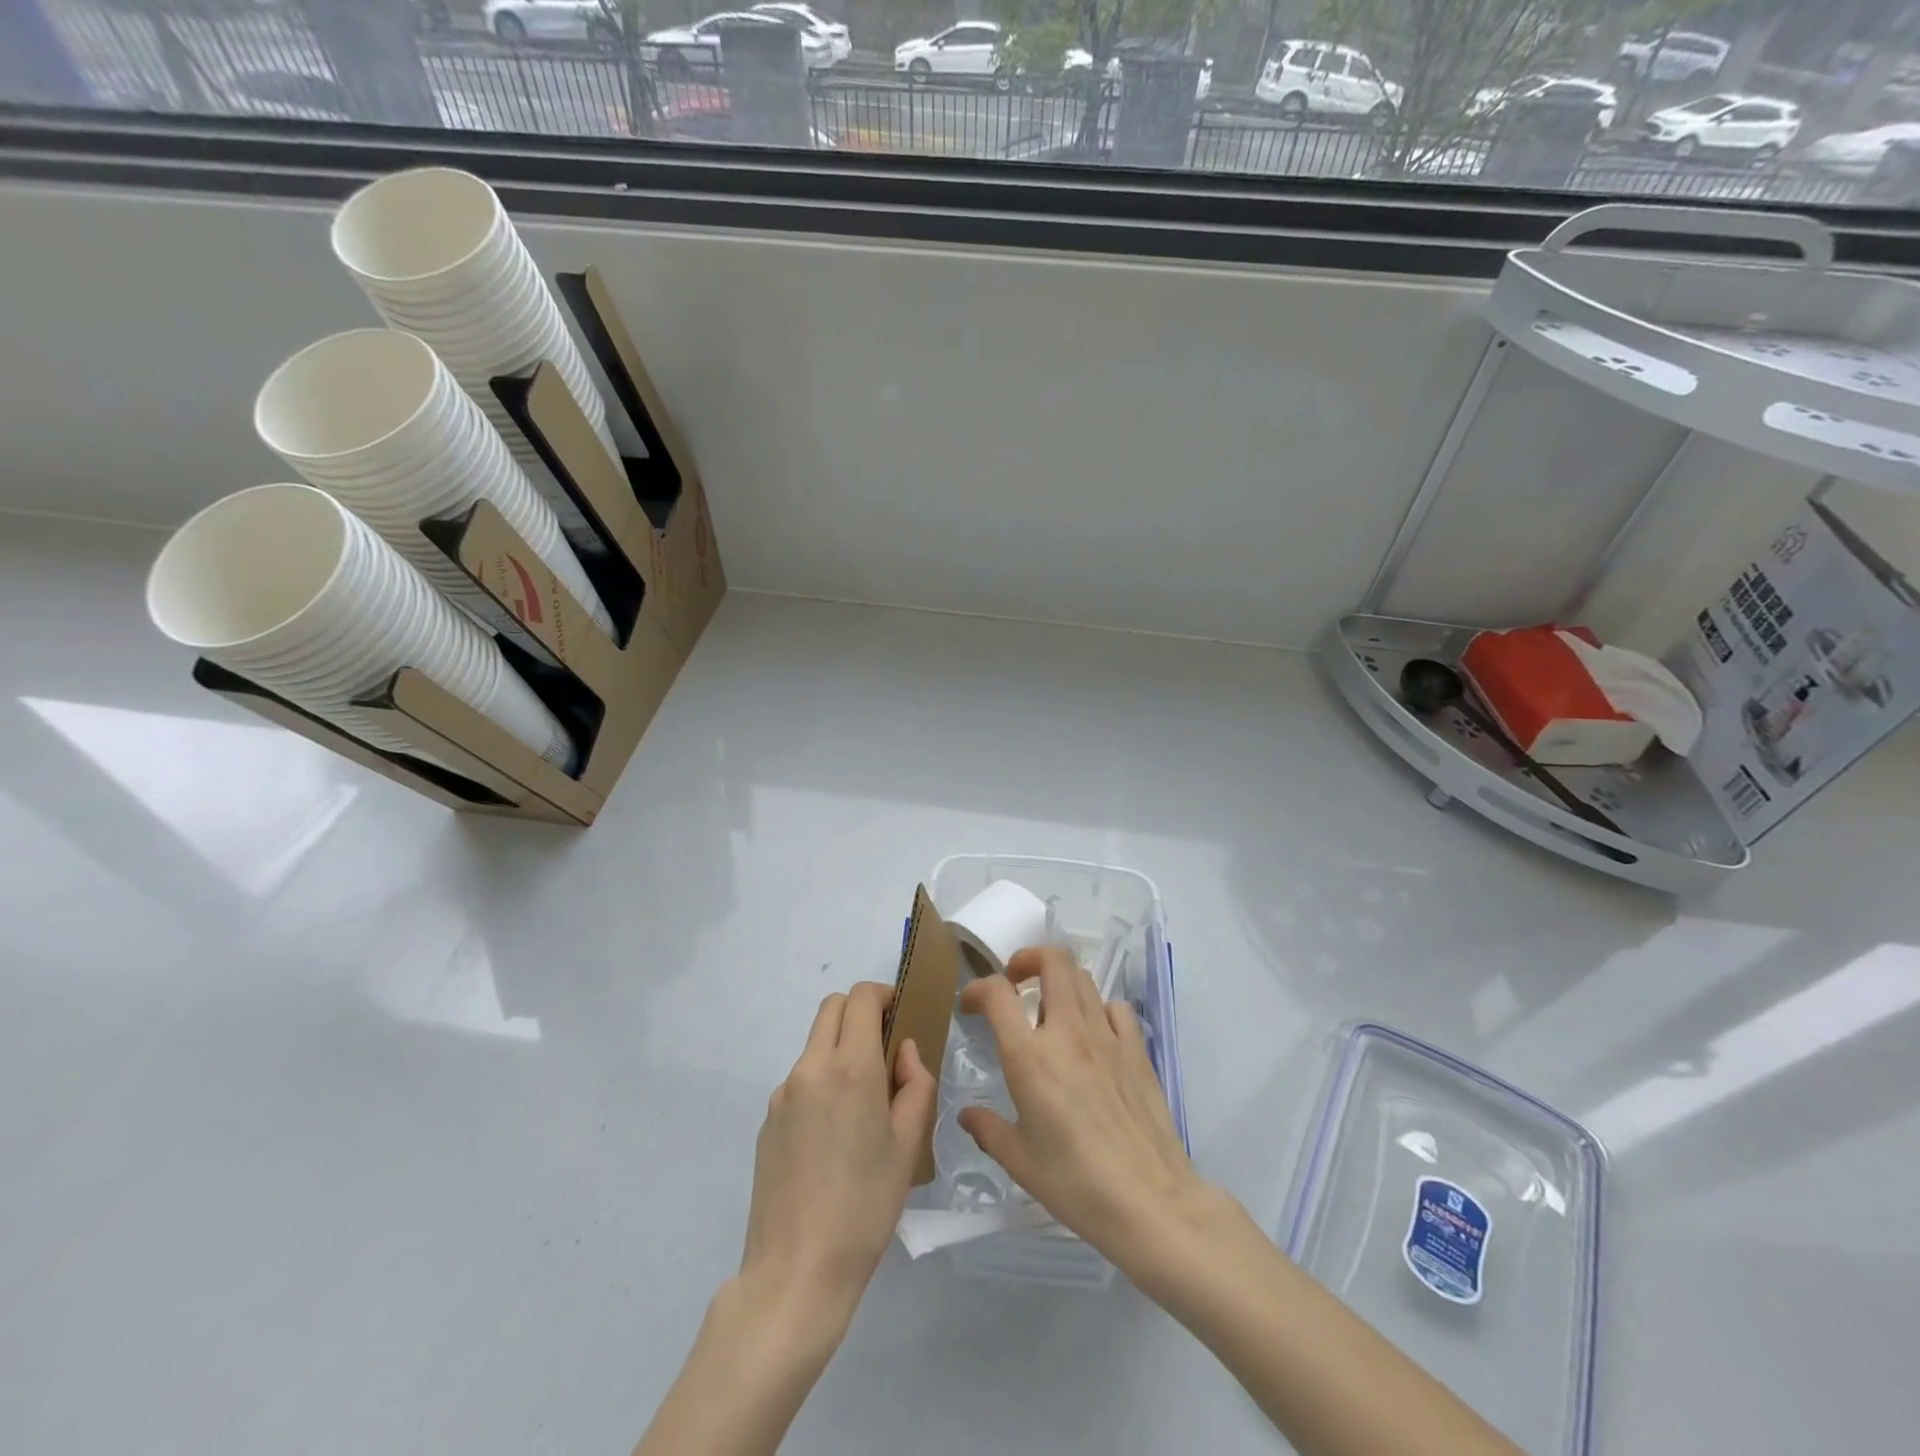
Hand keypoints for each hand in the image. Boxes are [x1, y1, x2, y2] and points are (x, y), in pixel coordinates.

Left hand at [739, 982, 936, 1332]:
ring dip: (840, 1048)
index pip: (861, 997)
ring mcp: (783, 1093)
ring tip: (862, 1103)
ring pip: (815, 1043)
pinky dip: (821, 1082)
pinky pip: (800, 1080)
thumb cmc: (866, 1205)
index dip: (884, 995)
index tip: (901, 1017)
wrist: (797, 1270)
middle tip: (885, 1049)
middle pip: (832, 1008)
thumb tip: (904, 1051)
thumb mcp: (909, 1144)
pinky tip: (833, 1136)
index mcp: (850, 1067)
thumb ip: (915, 1084)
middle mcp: (811, 1068)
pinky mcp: (768, 1120)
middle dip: (860, 1012)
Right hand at [957, 946, 1207, 1271]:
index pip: (998, 993)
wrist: (1151, 1202)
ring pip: (1083, 978)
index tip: (971, 1006)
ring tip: (1051, 1008)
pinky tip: (1094, 1035)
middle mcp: (1068, 1032)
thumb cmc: (1076, 1185)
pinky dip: (1098, 1009)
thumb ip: (988, 1131)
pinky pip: (1115, 1008)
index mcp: (1030, 1057)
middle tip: (1016, 983)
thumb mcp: (1020, 1162)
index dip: (977, 989)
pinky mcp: (1137, 1049)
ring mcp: (1107, 1036)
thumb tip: (966, 1116)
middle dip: (1027, 959)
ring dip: (1060, 982)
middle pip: (1052, 960)